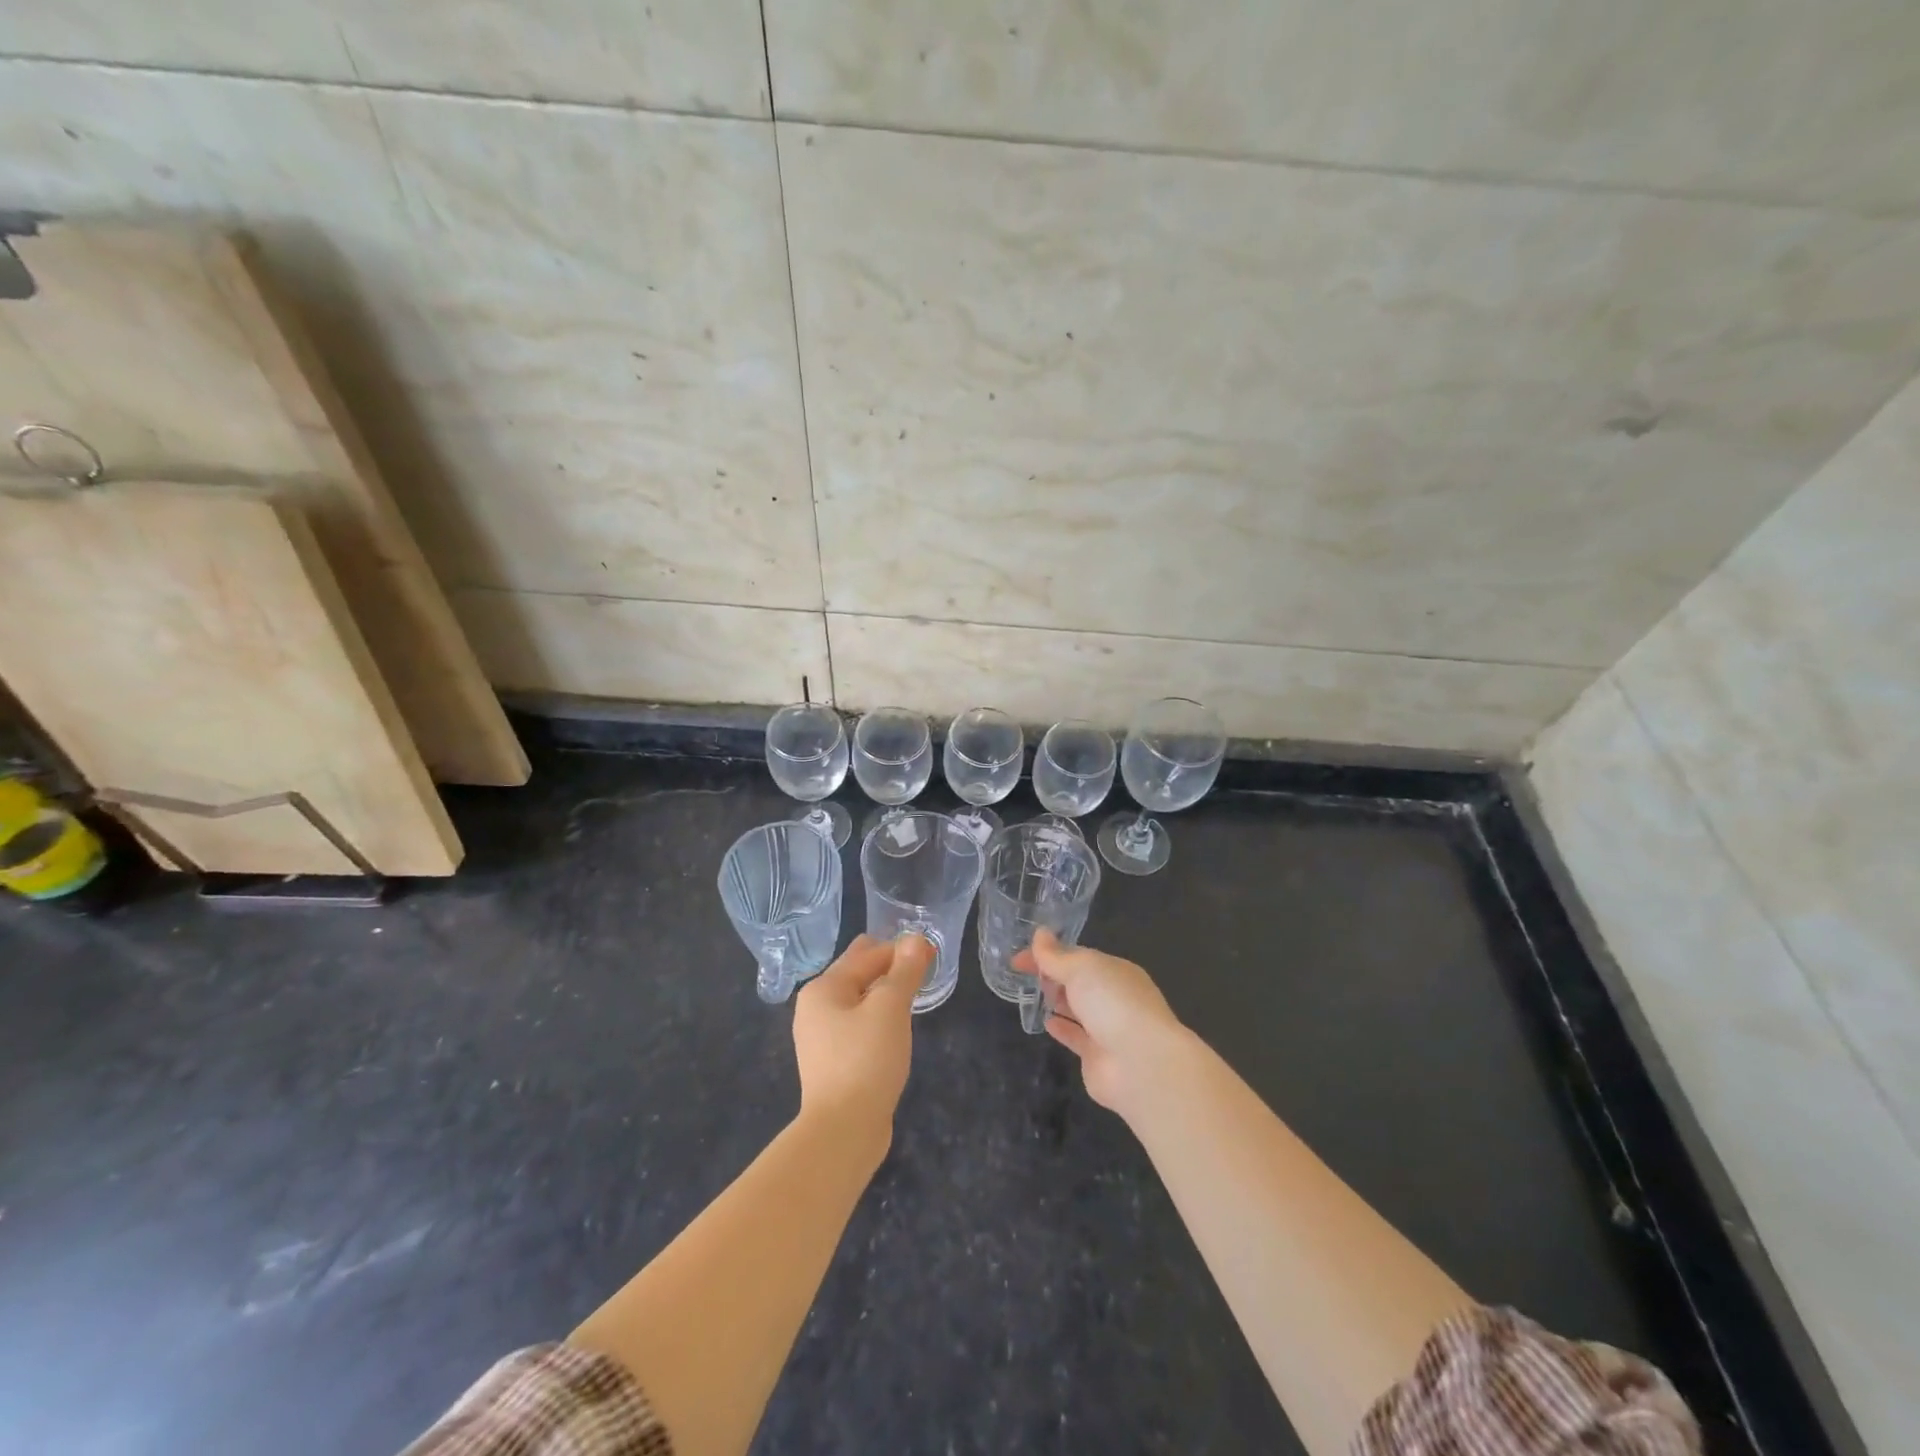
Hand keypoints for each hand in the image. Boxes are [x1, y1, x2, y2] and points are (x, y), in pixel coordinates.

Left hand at [792, 933, 930, 1145]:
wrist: (843, 1131)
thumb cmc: (866, 1060)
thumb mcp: (890, 1008)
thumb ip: (904, 970)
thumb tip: (914, 938)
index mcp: (823, 988)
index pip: (868, 954)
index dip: (901, 949)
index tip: (931, 952)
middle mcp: (816, 1008)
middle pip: (858, 974)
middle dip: (889, 967)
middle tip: (923, 967)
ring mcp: (821, 1038)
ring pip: (859, 1001)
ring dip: (884, 994)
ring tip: (912, 994)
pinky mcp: (833, 1063)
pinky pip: (858, 1026)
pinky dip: (877, 1018)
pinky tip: (895, 1027)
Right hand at [1014, 929, 1189, 1116]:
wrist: (1140, 1063)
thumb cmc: (1112, 1003)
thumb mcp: (1081, 968)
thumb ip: (1055, 955)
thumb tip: (1039, 933)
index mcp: (1114, 970)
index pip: (1077, 956)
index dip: (1048, 954)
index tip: (1018, 958)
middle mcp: (1114, 997)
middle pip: (1079, 981)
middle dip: (1054, 975)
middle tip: (1024, 974)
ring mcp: (1108, 1028)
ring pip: (1078, 1009)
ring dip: (1058, 1000)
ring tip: (1031, 994)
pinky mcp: (1098, 1057)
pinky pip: (1076, 1037)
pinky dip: (1062, 1028)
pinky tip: (1045, 1022)